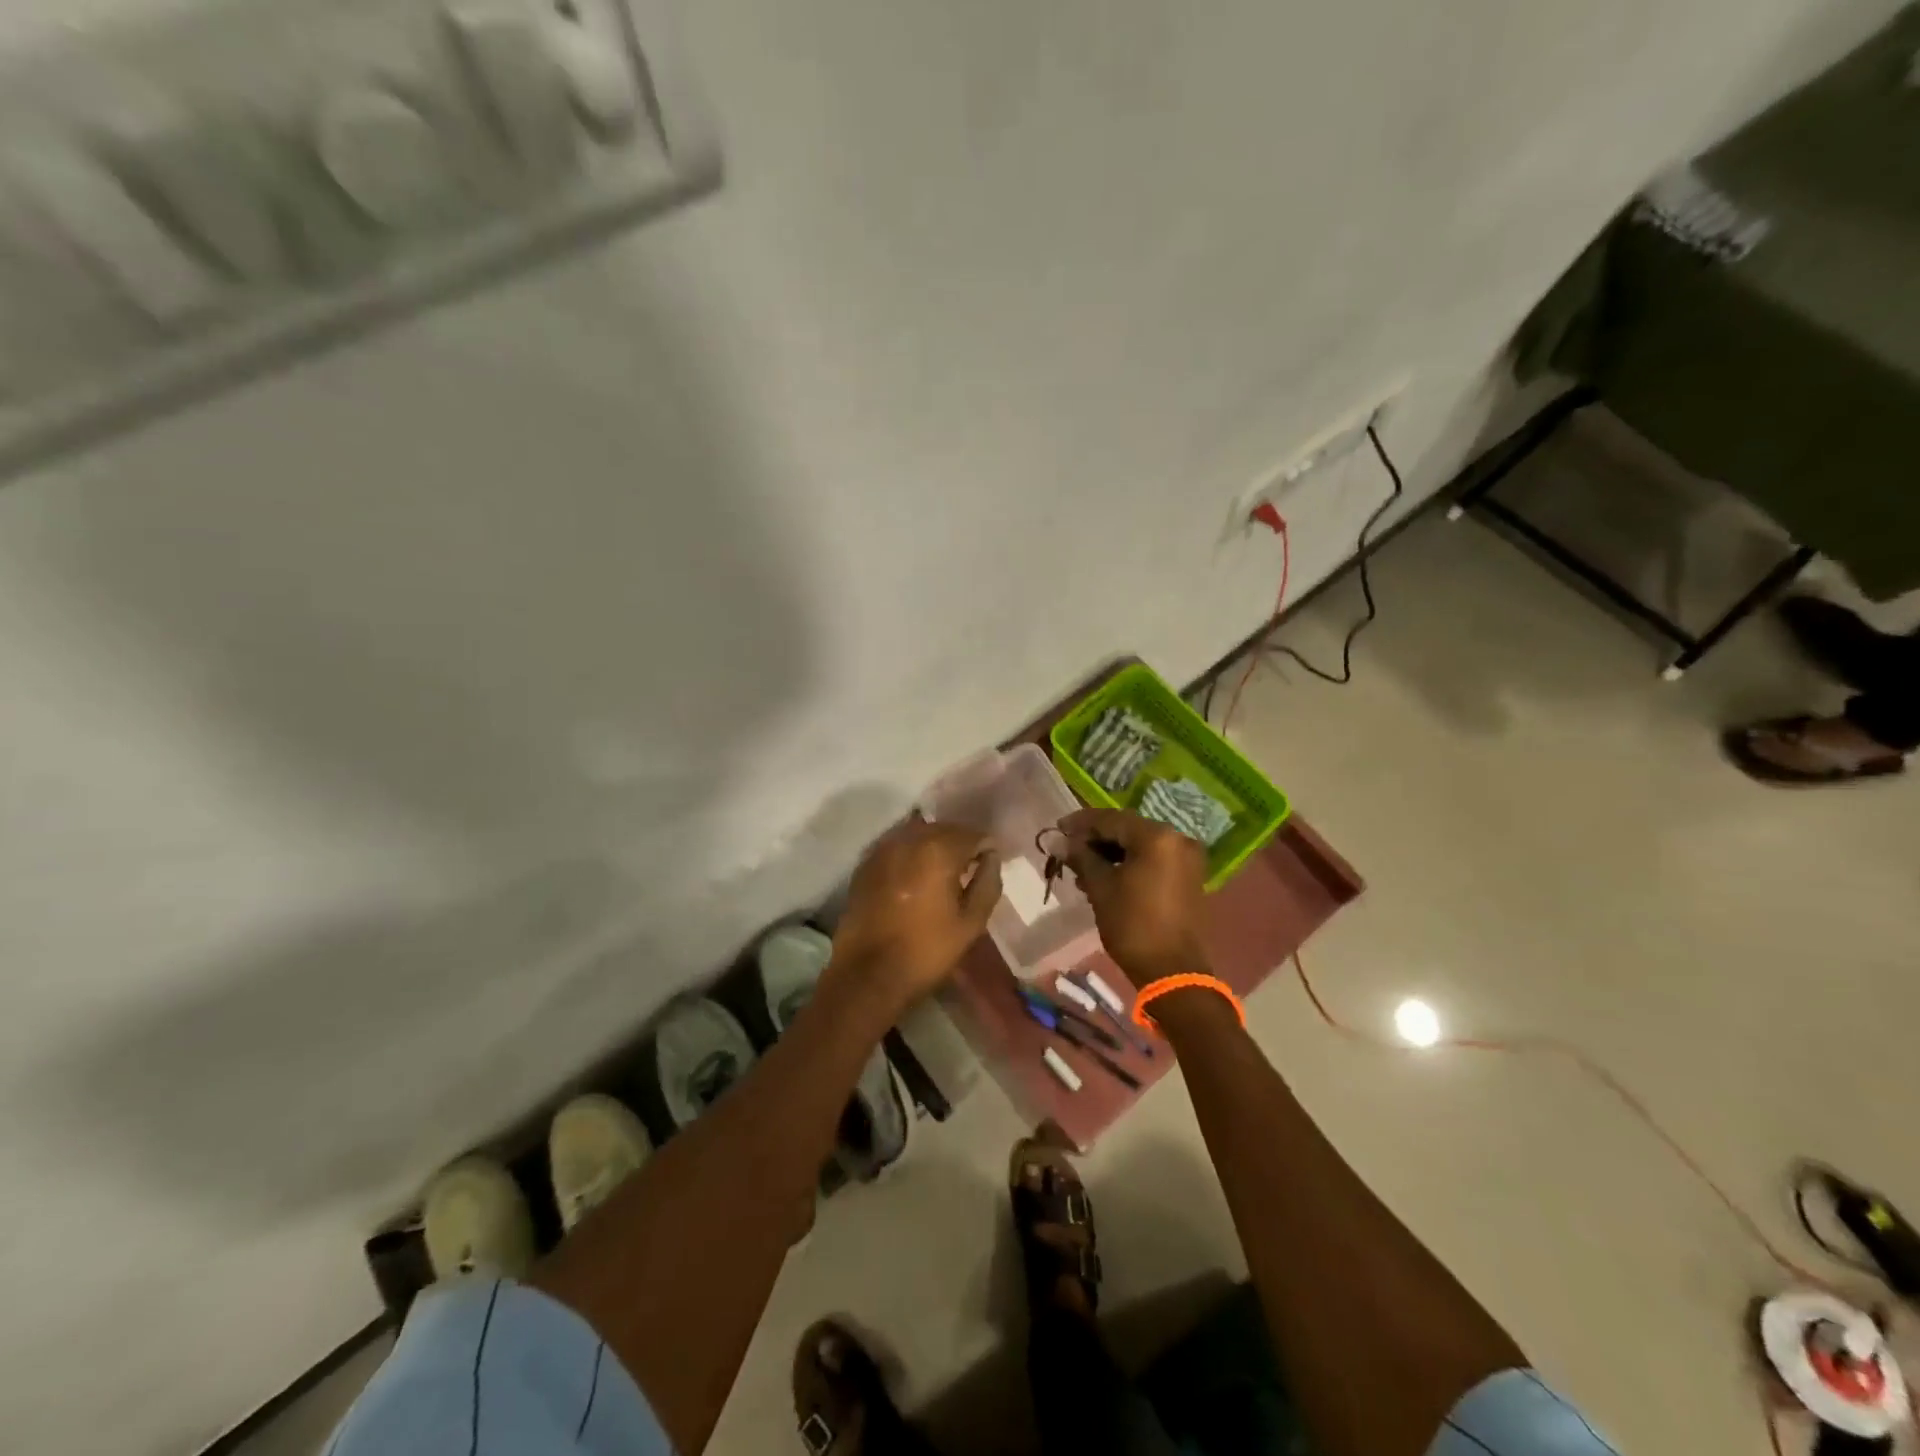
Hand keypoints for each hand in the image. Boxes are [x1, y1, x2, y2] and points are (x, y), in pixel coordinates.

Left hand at [826, 821, 1001, 1016]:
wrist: (868, 975)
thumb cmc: (927, 951)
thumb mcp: (971, 923)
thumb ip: (987, 883)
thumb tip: (991, 857)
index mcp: (938, 850)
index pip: (973, 834)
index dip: (987, 847)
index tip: (991, 864)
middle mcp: (909, 839)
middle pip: (944, 829)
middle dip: (960, 843)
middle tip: (971, 867)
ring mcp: (882, 849)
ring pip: (918, 834)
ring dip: (934, 846)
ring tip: (944, 871)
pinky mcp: (865, 864)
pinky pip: (897, 846)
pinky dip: (911, 853)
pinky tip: (916, 875)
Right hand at [1059, 808, 1207, 982]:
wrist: (1173, 972)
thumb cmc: (1133, 925)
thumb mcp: (1100, 887)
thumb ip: (1079, 857)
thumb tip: (1055, 839)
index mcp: (1157, 836)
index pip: (1111, 819)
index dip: (1080, 823)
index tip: (1057, 829)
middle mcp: (1177, 839)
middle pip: (1127, 829)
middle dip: (1095, 839)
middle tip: (1067, 851)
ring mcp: (1186, 859)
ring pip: (1139, 845)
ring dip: (1110, 853)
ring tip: (1081, 870)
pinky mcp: (1188, 877)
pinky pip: (1152, 860)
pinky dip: (1128, 864)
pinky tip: (1104, 878)